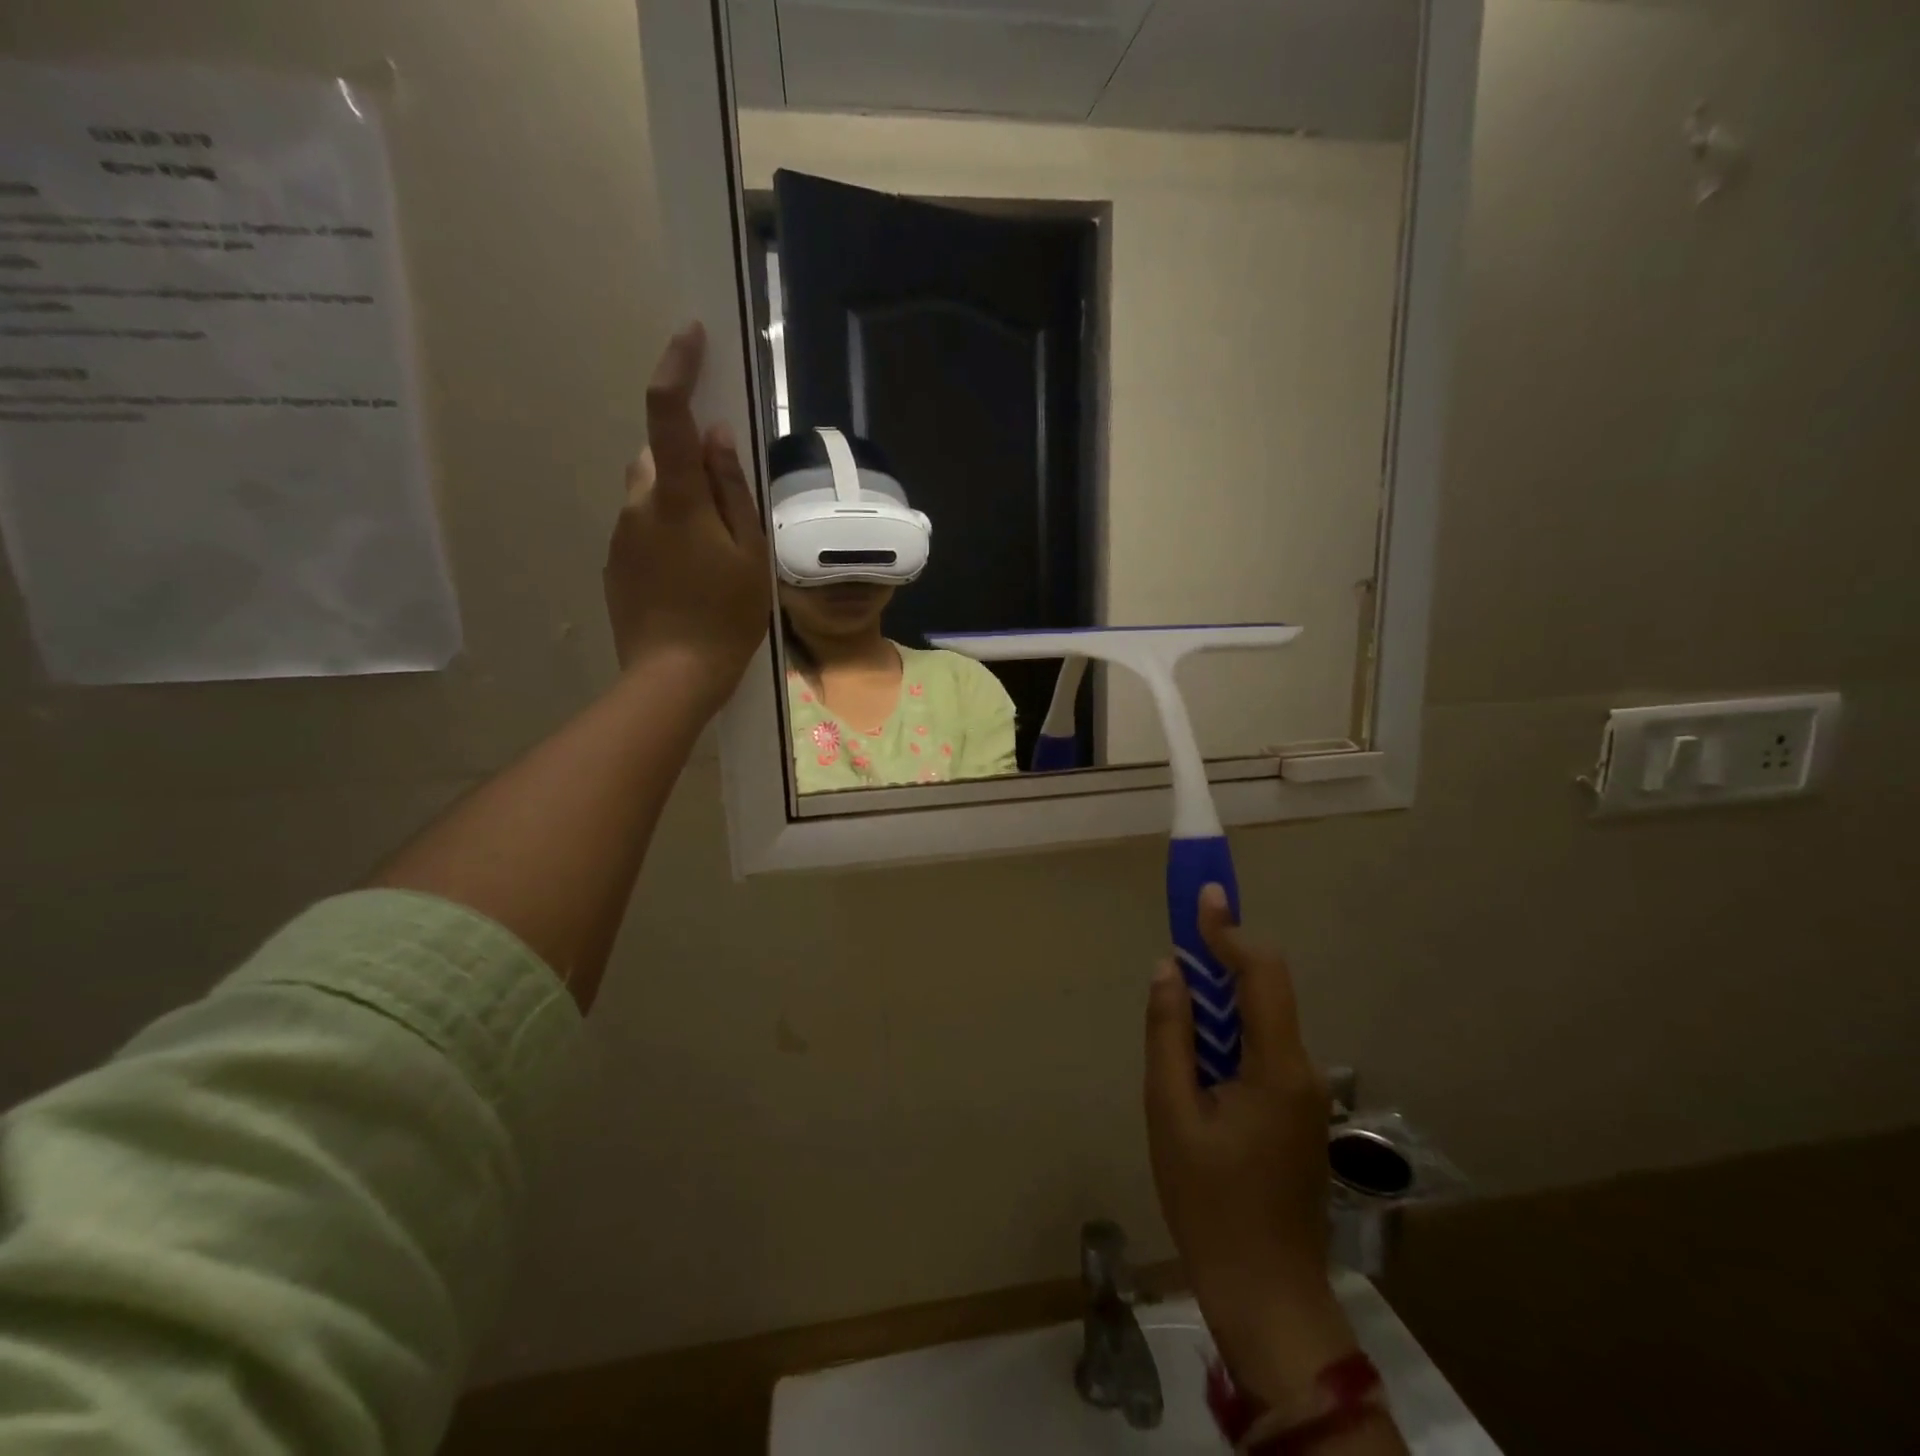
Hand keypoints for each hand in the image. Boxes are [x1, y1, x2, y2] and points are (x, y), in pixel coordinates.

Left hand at [605, 322, 769, 708]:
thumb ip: (733, 491)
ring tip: (711, 556)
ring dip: (678, 504)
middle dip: (687, 463)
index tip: (690, 336)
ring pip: (649, 494)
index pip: (667, 413)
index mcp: (677, 498)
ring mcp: (620, 535)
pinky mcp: (615, 563)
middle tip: (727, 511)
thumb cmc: (726, 616)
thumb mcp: (749, 554)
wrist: (672, 676)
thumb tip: (717, 436)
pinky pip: (641, 528)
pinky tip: (688, 578)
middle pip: (657, 457)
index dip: (677, 367)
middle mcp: (637, 504)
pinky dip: (665, 534)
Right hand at [1145, 885, 1356, 1414]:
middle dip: (1218, 963)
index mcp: (1277, 1067)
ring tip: (1174, 1020)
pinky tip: (1195, 1066)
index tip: (1203, 895)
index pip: (1262, 974)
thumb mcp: (1170, 1114)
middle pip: (1263, 992)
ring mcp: (1305, 1093)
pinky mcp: (1296, 1111)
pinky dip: (1226, 1036)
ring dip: (1218, 1005)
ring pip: (1259, 1022)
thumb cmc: (1210, 1204)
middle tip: (1174, 954)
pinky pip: (1260, 1050)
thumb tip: (1168, 970)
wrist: (1267, 1294)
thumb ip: (1169, 1034)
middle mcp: (1303, 1070)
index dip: (1230, 930)